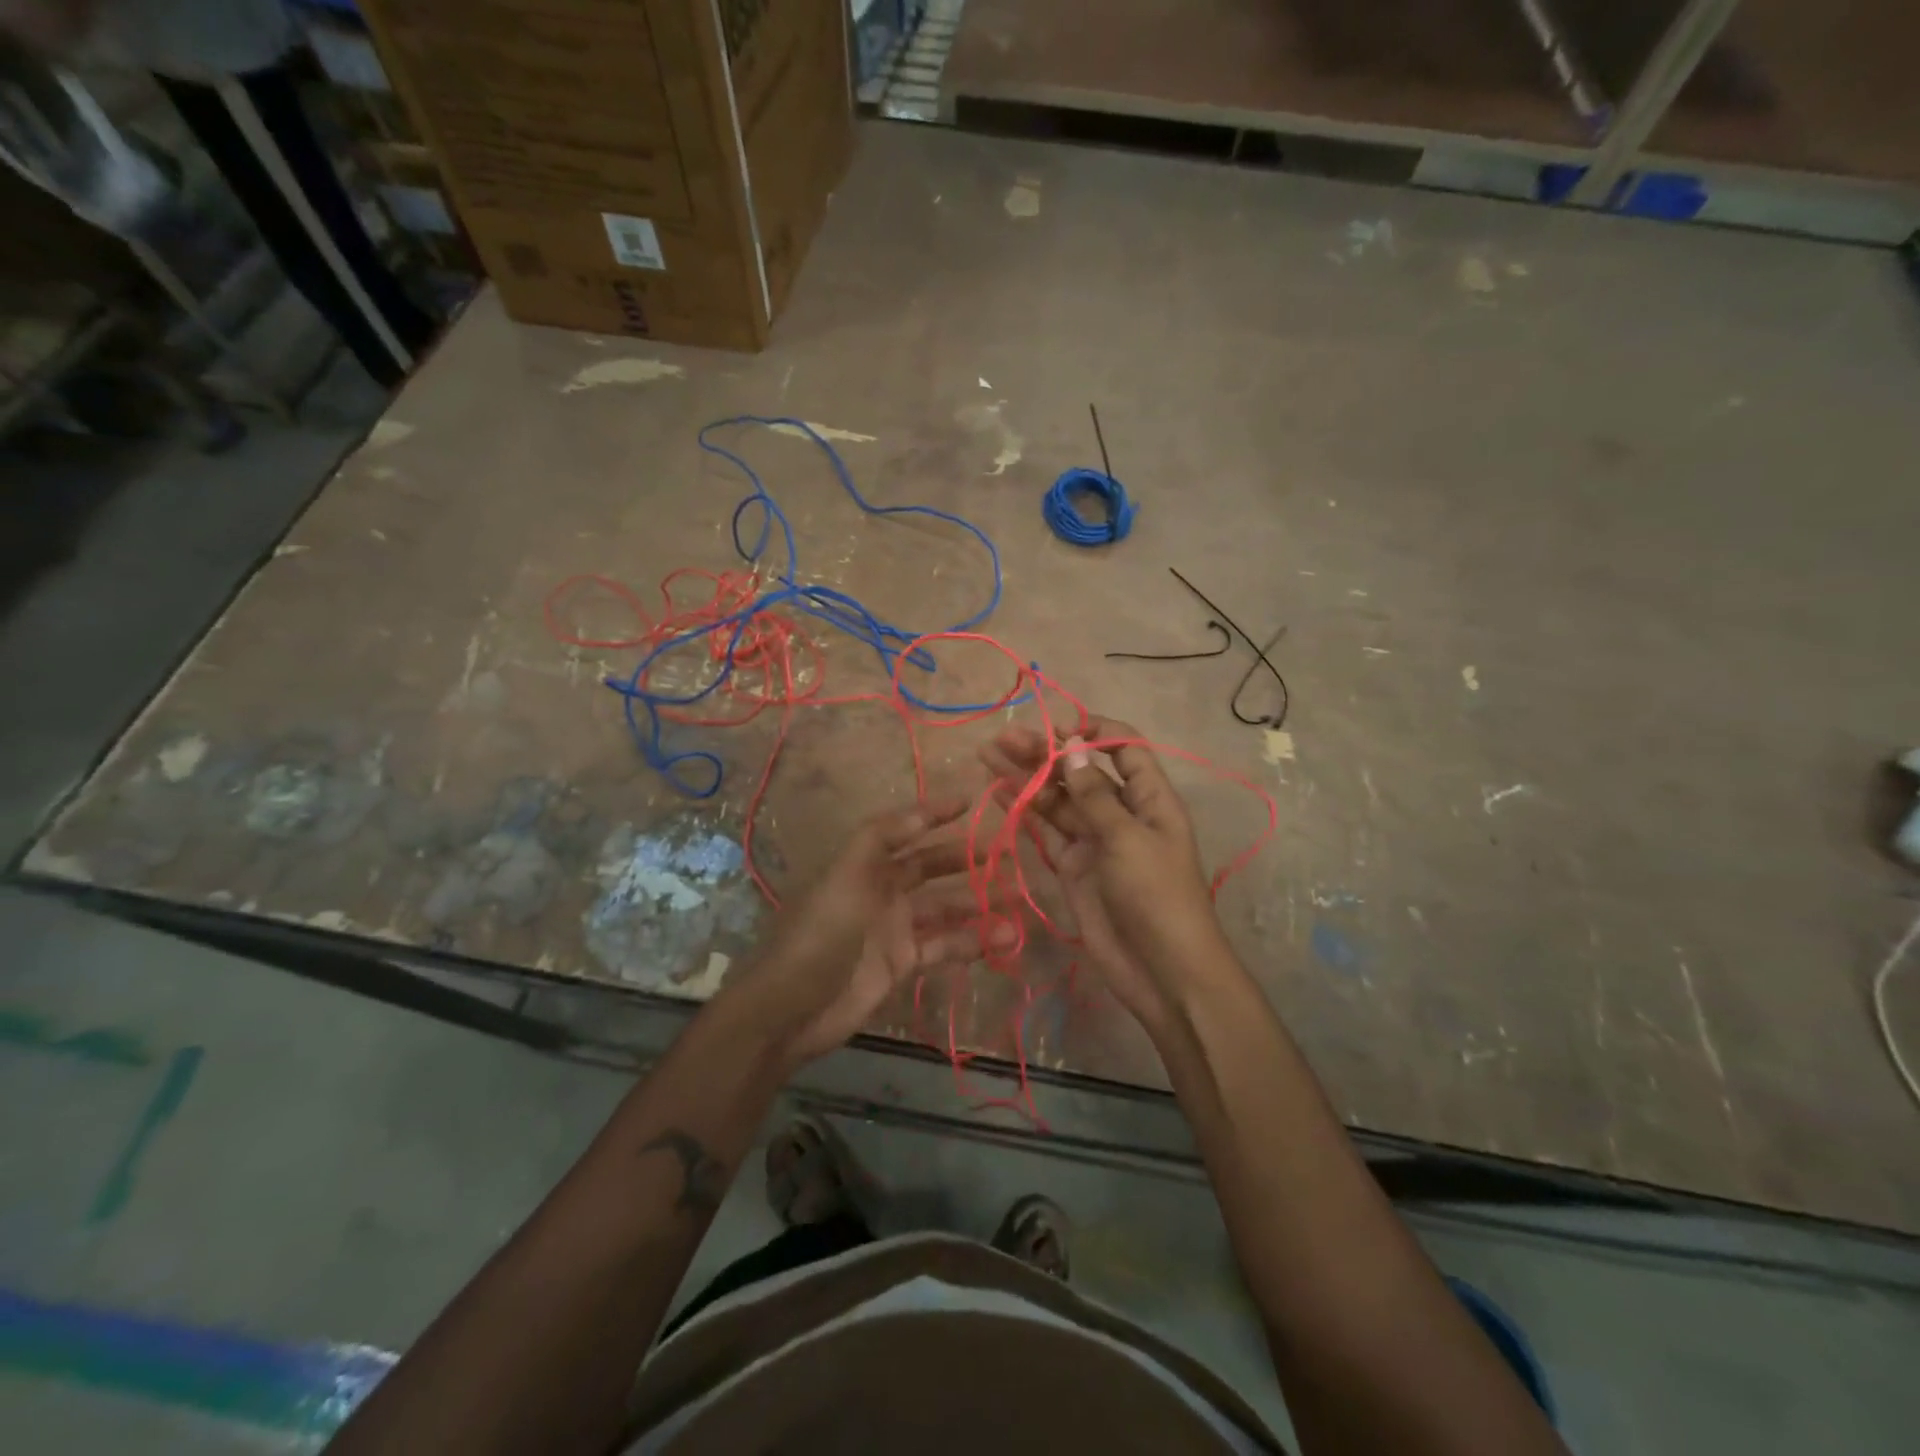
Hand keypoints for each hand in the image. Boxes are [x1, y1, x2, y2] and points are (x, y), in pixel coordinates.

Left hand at [722, 799, 997, 1069]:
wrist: (792, 1008)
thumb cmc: (820, 932)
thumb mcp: (846, 874)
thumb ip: (882, 838)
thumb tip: (923, 811)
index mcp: (865, 863)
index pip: (906, 829)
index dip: (935, 814)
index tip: (973, 801)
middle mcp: (882, 889)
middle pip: (931, 867)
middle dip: (967, 860)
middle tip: (1009, 856)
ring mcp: (895, 928)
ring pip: (945, 908)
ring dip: (979, 903)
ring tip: (1019, 898)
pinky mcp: (904, 963)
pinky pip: (945, 946)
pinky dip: (973, 941)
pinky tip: (1004, 938)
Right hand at [982, 718, 1224, 1026]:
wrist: (1161, 971)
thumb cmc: (1156, 895)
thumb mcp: (1128, 838)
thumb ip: (1095, 794)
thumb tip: (1073, 746)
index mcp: (1149, 797)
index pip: (1124, 748)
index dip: (1094, 731)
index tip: (1057, 728)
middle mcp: (1120, 812)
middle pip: (1080, 771)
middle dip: (1045, 753)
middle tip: (1003, 740)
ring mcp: (1094, 841)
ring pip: (1058, 800)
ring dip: (1026, 778)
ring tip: (988, 755)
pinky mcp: (1073, 867)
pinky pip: (1046, 832)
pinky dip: (1024, 812)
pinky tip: (998, 792)